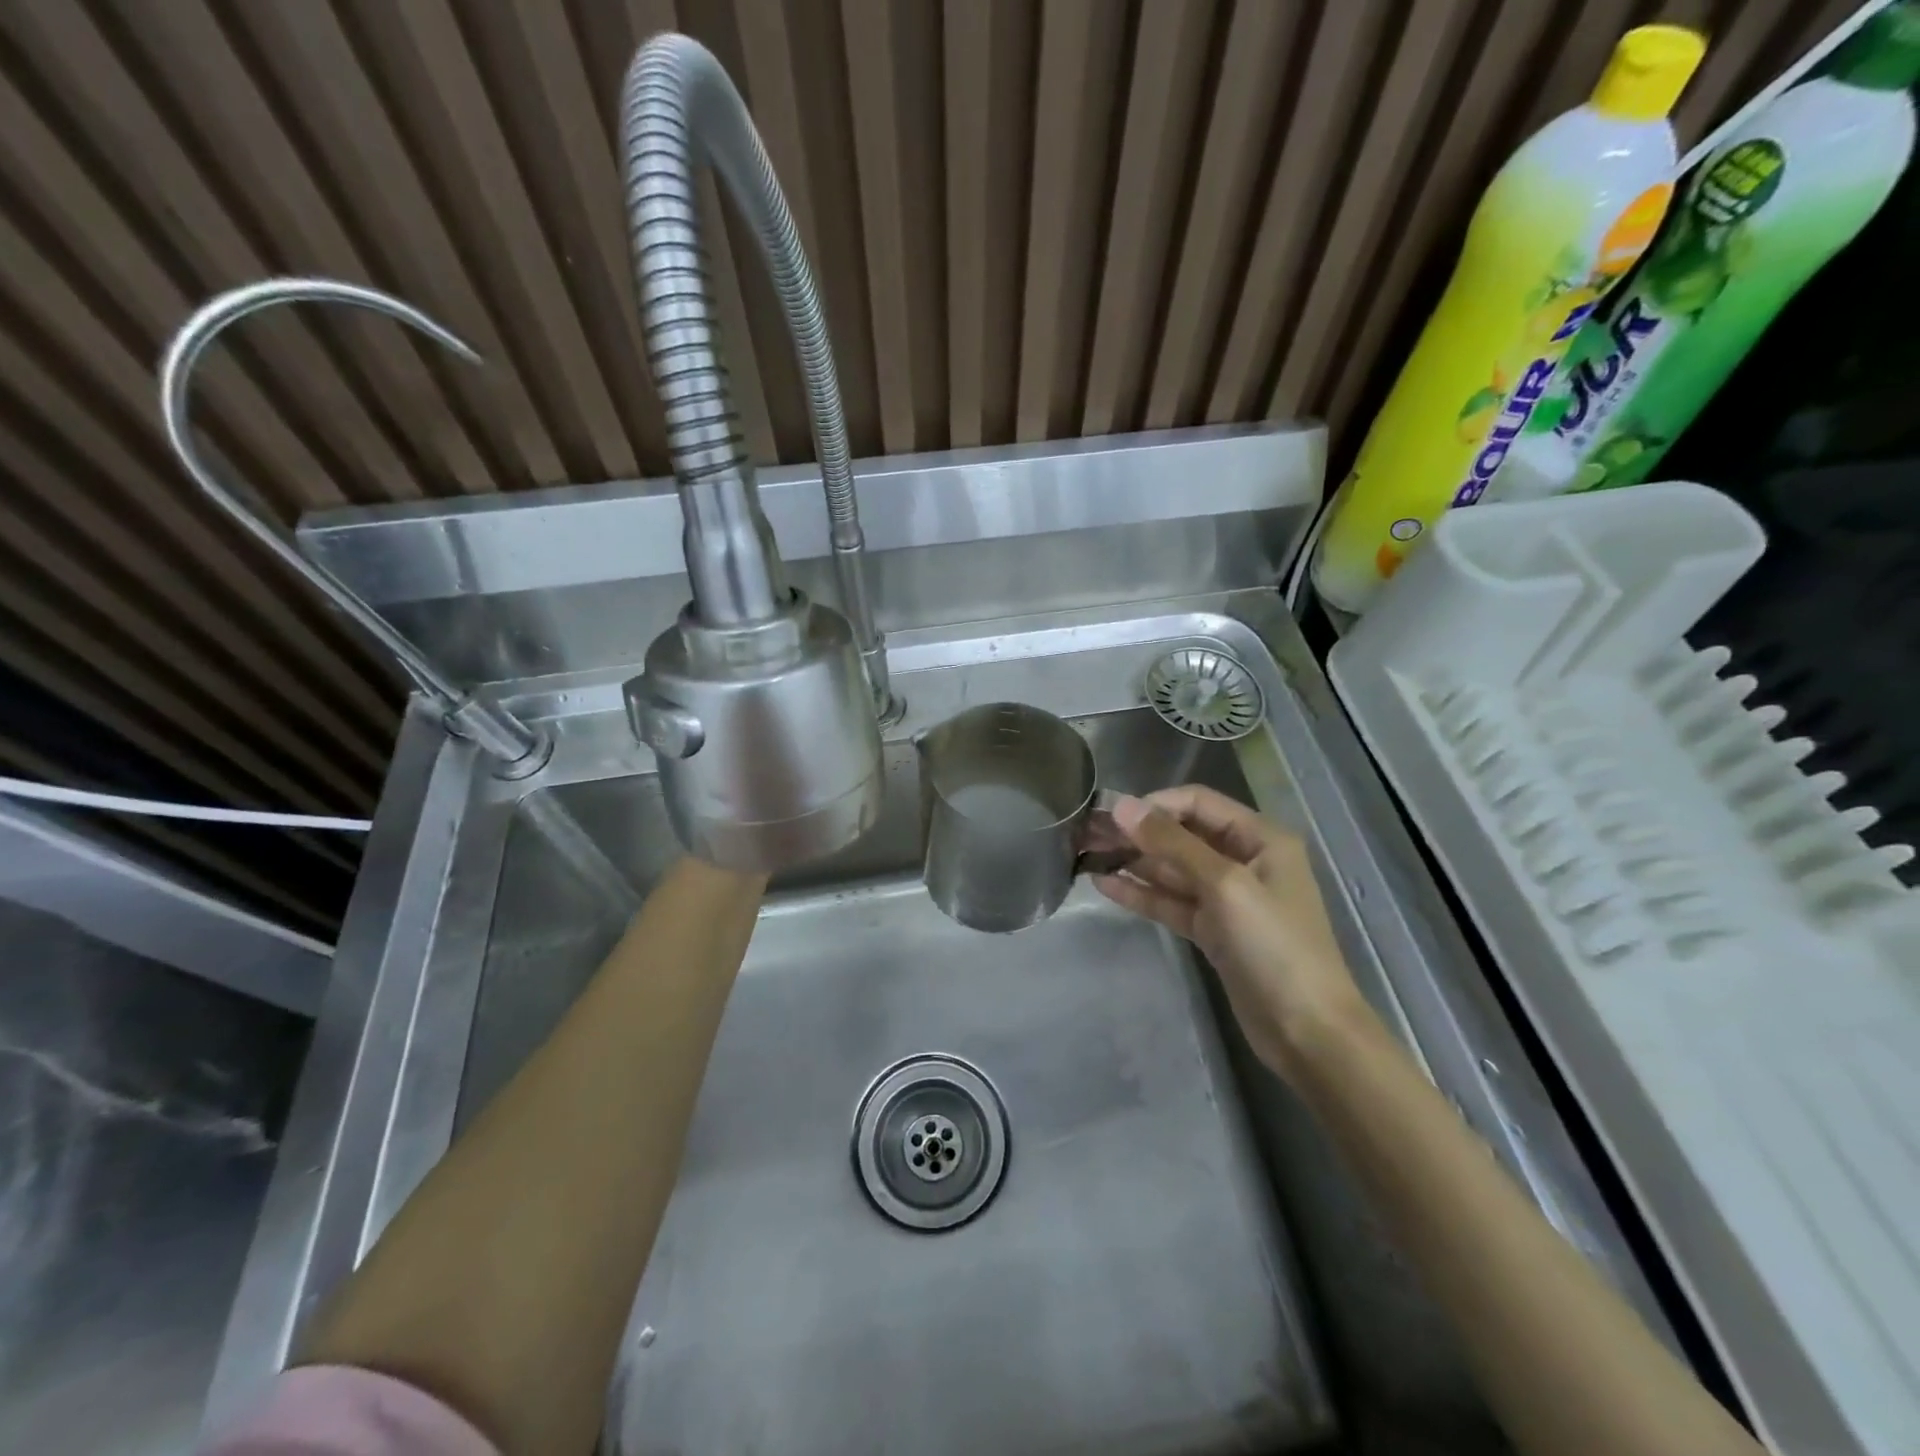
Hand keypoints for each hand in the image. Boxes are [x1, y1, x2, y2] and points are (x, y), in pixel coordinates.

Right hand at [1095, 786, 1369, 1078]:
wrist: (1307, 1032)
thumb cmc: (1275, 946)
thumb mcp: (1225, 885)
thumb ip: (1173, 843)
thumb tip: (1123, 807)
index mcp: (1260, 838)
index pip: (1198, 803)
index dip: (1155, 804)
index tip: (1111, 814)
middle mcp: (1244, 860)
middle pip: (1182, 835)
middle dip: (1138, 833)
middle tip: (1088, 833)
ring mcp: (1227, 897)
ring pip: (1173, 869)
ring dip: (1134, 862)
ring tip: (1088, 855)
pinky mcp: (1213, 930)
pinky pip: (1172, 901)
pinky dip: (1142, 893)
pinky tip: (1105, 885)